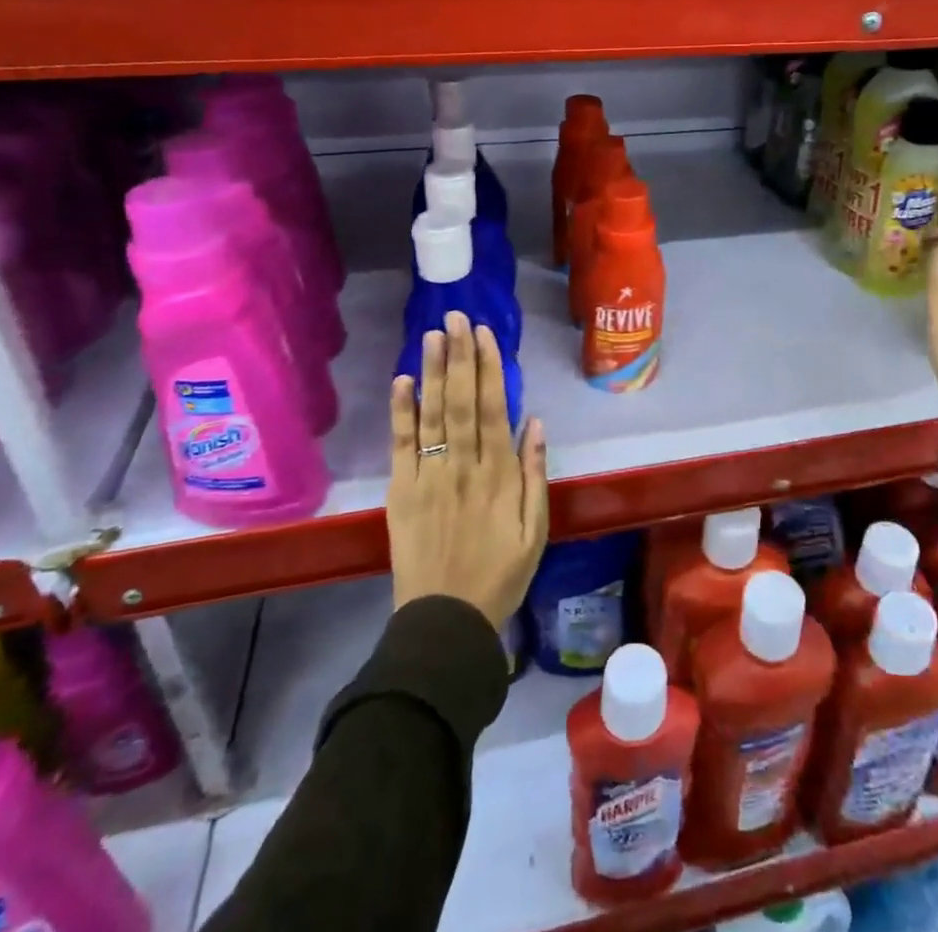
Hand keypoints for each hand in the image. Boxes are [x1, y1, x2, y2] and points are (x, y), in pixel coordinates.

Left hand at [388, 312, 548, 630]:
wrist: (445, 621)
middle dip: (460, 356)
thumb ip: (535, 474)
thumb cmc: (500, 574)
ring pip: (432, 414)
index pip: (493, 408)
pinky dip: (401, 412)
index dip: (490, 368)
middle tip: (457, 316)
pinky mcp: (401, 492)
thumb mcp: (535, 530)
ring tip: (433, 334)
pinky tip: (403, 381)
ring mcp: (428, 477)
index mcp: (498, 474)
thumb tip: (533, 421)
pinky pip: (401, 445)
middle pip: (461, 401)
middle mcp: (463, 466)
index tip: (486, 334)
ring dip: (432, 371)